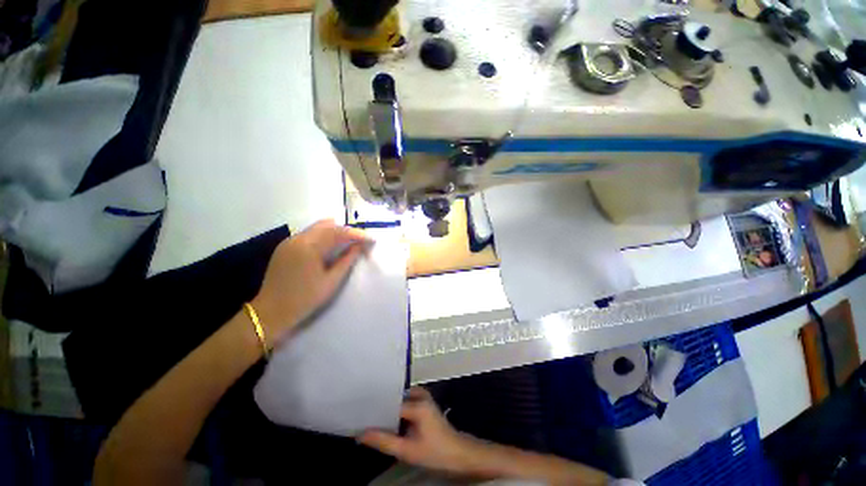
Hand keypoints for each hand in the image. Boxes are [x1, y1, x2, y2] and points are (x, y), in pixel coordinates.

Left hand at [252, 220, 369, 345]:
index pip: (338, 232)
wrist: (270, 313)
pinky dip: (323, 237)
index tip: (371, 239)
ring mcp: (289, 241)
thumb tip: (358, 247)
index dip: (357, 234)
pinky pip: (308, 235)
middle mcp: (297, 238)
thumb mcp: (331, 281)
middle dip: (346, 230)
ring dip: (335, 232)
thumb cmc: (304, 299)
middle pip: (327, 225)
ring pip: (317, 228)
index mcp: (309, 247)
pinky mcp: (285, 247)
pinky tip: (330, 246)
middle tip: (361, 240)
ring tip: (349, 242)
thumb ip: (346, 261)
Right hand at [358, 387, 478, 474]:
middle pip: (395, 397)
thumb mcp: (407, 451)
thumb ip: (384, 441)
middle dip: (380, 406)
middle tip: (362, 414)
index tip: (359, 414)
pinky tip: (387, 418)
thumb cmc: (434, 453)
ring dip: (388, 407)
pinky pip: (406, 401)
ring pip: (400, 398)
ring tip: (370, 415)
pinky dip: (396, 408)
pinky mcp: (424, 403)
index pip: (391, 402)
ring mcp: (424, 397)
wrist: (458, 454)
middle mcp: (420, 394)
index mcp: (418, 403)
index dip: (375, 408)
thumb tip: (360, 434)